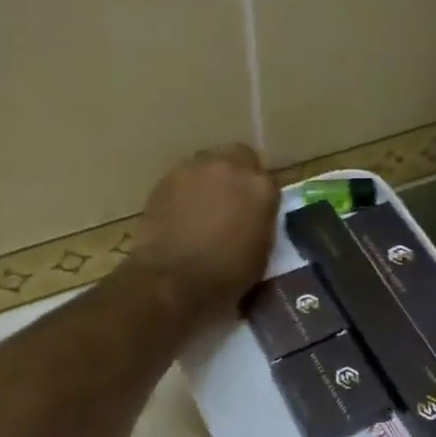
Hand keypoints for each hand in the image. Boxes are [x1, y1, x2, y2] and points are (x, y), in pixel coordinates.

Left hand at [127, 144, 277, 321]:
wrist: (174, 279)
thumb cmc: (226, 274)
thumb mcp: (261, 252)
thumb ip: (261, 222)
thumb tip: (253, 216)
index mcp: (261, 187)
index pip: (268, 181)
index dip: (260, 197)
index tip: (255, 212)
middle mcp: (232, 167)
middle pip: (240, 157)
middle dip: (237, 174)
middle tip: (230, 200)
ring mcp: (196, 168)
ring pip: (208, 163)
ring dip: (209, 179)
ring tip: (202, 206)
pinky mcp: (167, 178)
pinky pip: (183, 177)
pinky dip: (185, 190)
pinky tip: (180, 212)